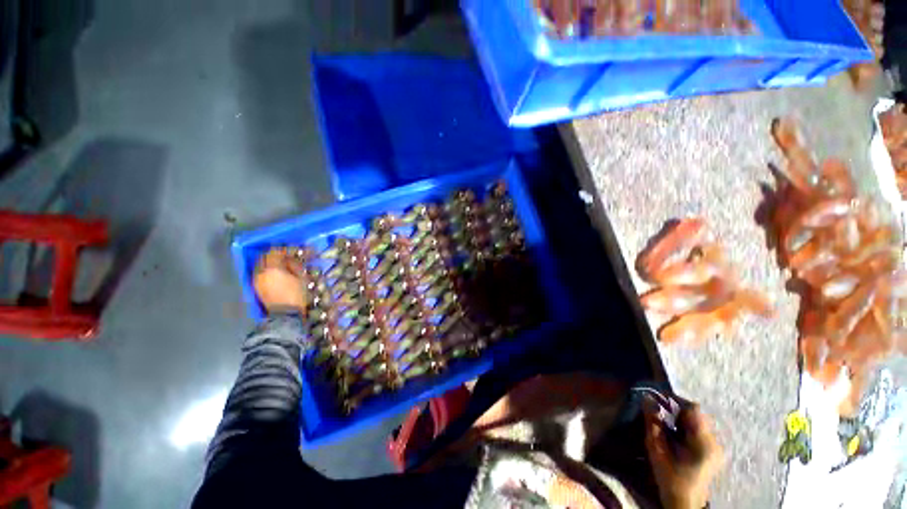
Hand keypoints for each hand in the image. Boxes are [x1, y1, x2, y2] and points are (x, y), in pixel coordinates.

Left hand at [253, 247, 308, 314]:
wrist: (286, 316)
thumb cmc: (297, 296)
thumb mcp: (302, 278)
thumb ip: (296, 266)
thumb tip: (295, 260)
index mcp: (271, 269)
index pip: (276, 252)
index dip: (289, 249)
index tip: (300, 251)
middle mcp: (260, 273)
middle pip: (266, 258)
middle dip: (279, 255)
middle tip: (292, 256)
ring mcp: (257, 281)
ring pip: (263, 266)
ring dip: (274, 263)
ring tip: (288, 266)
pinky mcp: (258, 289)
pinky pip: (263, 274)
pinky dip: (271, 272)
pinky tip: (282, 275)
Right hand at [644, 404, 723, 508]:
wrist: (684, 502)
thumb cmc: (669, 477)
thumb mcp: (656, 449)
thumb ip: (653, 422)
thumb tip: (647, 398)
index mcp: (703, 442)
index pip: (693, 409)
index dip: (675, 400)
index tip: (657, 399)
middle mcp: (715, 441)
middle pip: (696, 414)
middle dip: (676, 410)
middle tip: (659, 413)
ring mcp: (717, 447)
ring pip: (698, 421)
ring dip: (681, 418)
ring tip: (666, 424)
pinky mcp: (714, 451)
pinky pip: (700, 429)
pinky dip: (686, 427)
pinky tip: (676, 435)